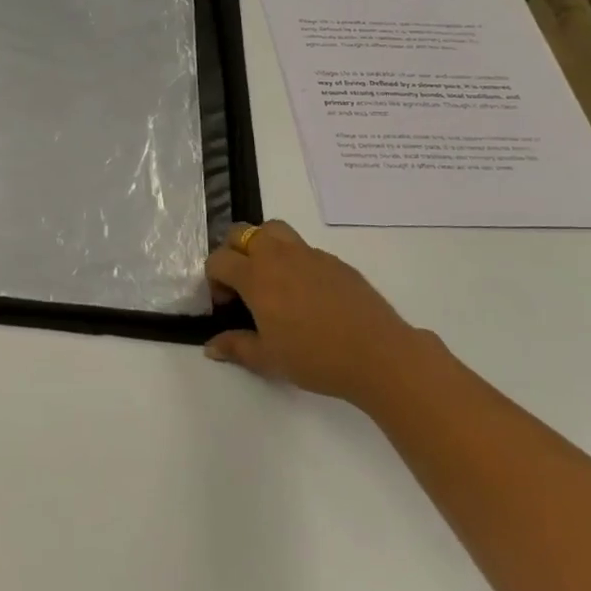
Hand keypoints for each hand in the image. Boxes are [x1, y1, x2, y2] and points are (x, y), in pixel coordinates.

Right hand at [203, 220, 421, 406]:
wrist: (379, 354)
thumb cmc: (315, 358)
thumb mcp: (268, 359)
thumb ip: (236, 347)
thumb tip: (210, 346)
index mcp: (256, 277)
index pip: (219, 259)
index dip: (214, 279)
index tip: (225, 304)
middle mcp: (278, 256)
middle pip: (242, 232)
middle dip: (233, 252)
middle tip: (242, 284)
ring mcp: (309, 254)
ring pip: (274, 230)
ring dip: (263, 246)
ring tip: (271, 278)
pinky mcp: (335, 261)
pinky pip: (304, 249)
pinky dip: (294, 261)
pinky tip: (307, 295)